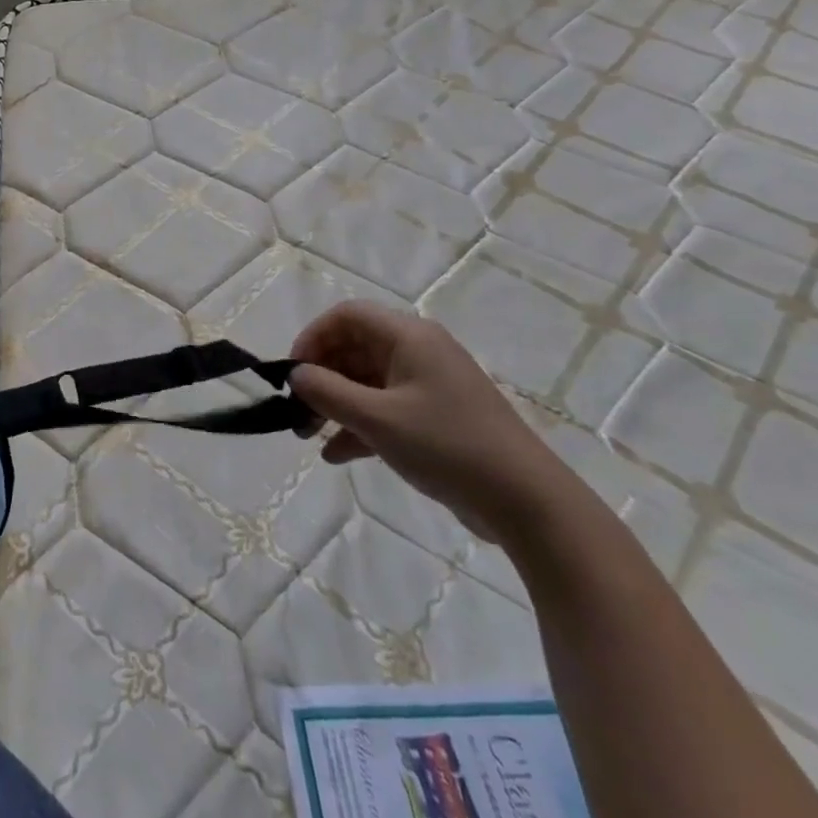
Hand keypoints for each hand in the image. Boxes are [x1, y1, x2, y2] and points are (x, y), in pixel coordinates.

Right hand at [291, 302, 567, 547]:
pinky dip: (359, 425)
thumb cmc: (447, 446)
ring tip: (309, 436)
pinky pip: (385, 409)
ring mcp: (429, 385)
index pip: (347, 316)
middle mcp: (418, 352)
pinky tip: (337, 455)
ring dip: (335, 404)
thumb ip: (328, 392)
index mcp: (409, 337)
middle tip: (297, 411)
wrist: (526, 501)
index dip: (313, 337)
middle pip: (354, 348)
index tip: (292, 373)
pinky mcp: (436, 417)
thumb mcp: (378, 419)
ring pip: (366, 381)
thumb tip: (296, 375)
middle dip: (320, 377)